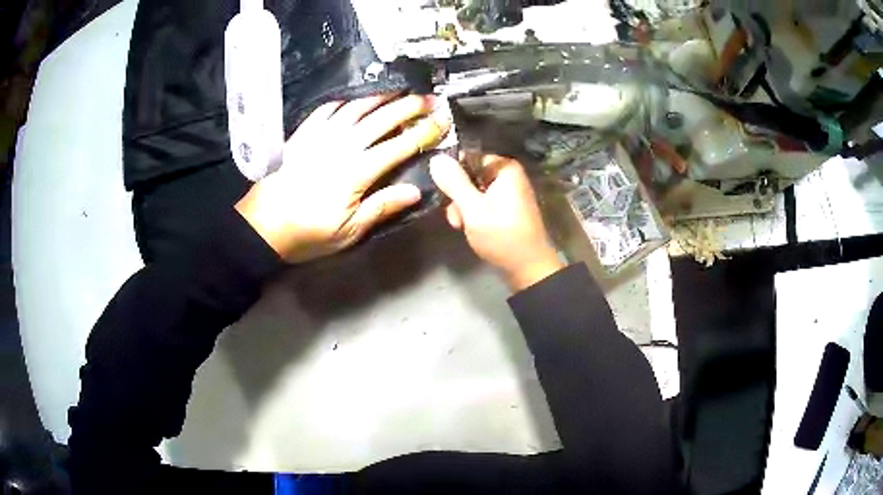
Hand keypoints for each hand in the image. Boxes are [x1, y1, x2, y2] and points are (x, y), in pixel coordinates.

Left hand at [236, 93, 449, 262]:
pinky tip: (354, 101)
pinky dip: (344, 102)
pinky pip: (327, 110)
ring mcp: (320, 136)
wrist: (262, 226)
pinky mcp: (302, 134)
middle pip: (381, 120)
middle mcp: (341, 146)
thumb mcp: (348, 231)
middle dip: (408, 107)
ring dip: (380, 98)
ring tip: (398, 91)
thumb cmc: (307, 233)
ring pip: (356, 108)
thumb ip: (381, 207)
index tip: (441, 122)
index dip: (423, 133)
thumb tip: (415, 191)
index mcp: (357, 171)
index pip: (398, 146)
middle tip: (428, 99)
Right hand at [429, 154, 563, 290]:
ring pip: (473, 190)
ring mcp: (508, 191)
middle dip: (457, 195)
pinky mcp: (507, 206)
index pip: (468, 157)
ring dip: (463, 207)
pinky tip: (469, 228)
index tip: (443, 192)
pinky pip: (483, 201)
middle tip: (456, 217)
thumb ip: (454, 183)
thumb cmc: (501, 237)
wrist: (528, 268)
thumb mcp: (473, 210)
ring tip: (461, 226)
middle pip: (470, 175)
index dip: (452, 173)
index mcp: (504, 168)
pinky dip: (474, 213)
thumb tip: (435, 158)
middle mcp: (508, 174)